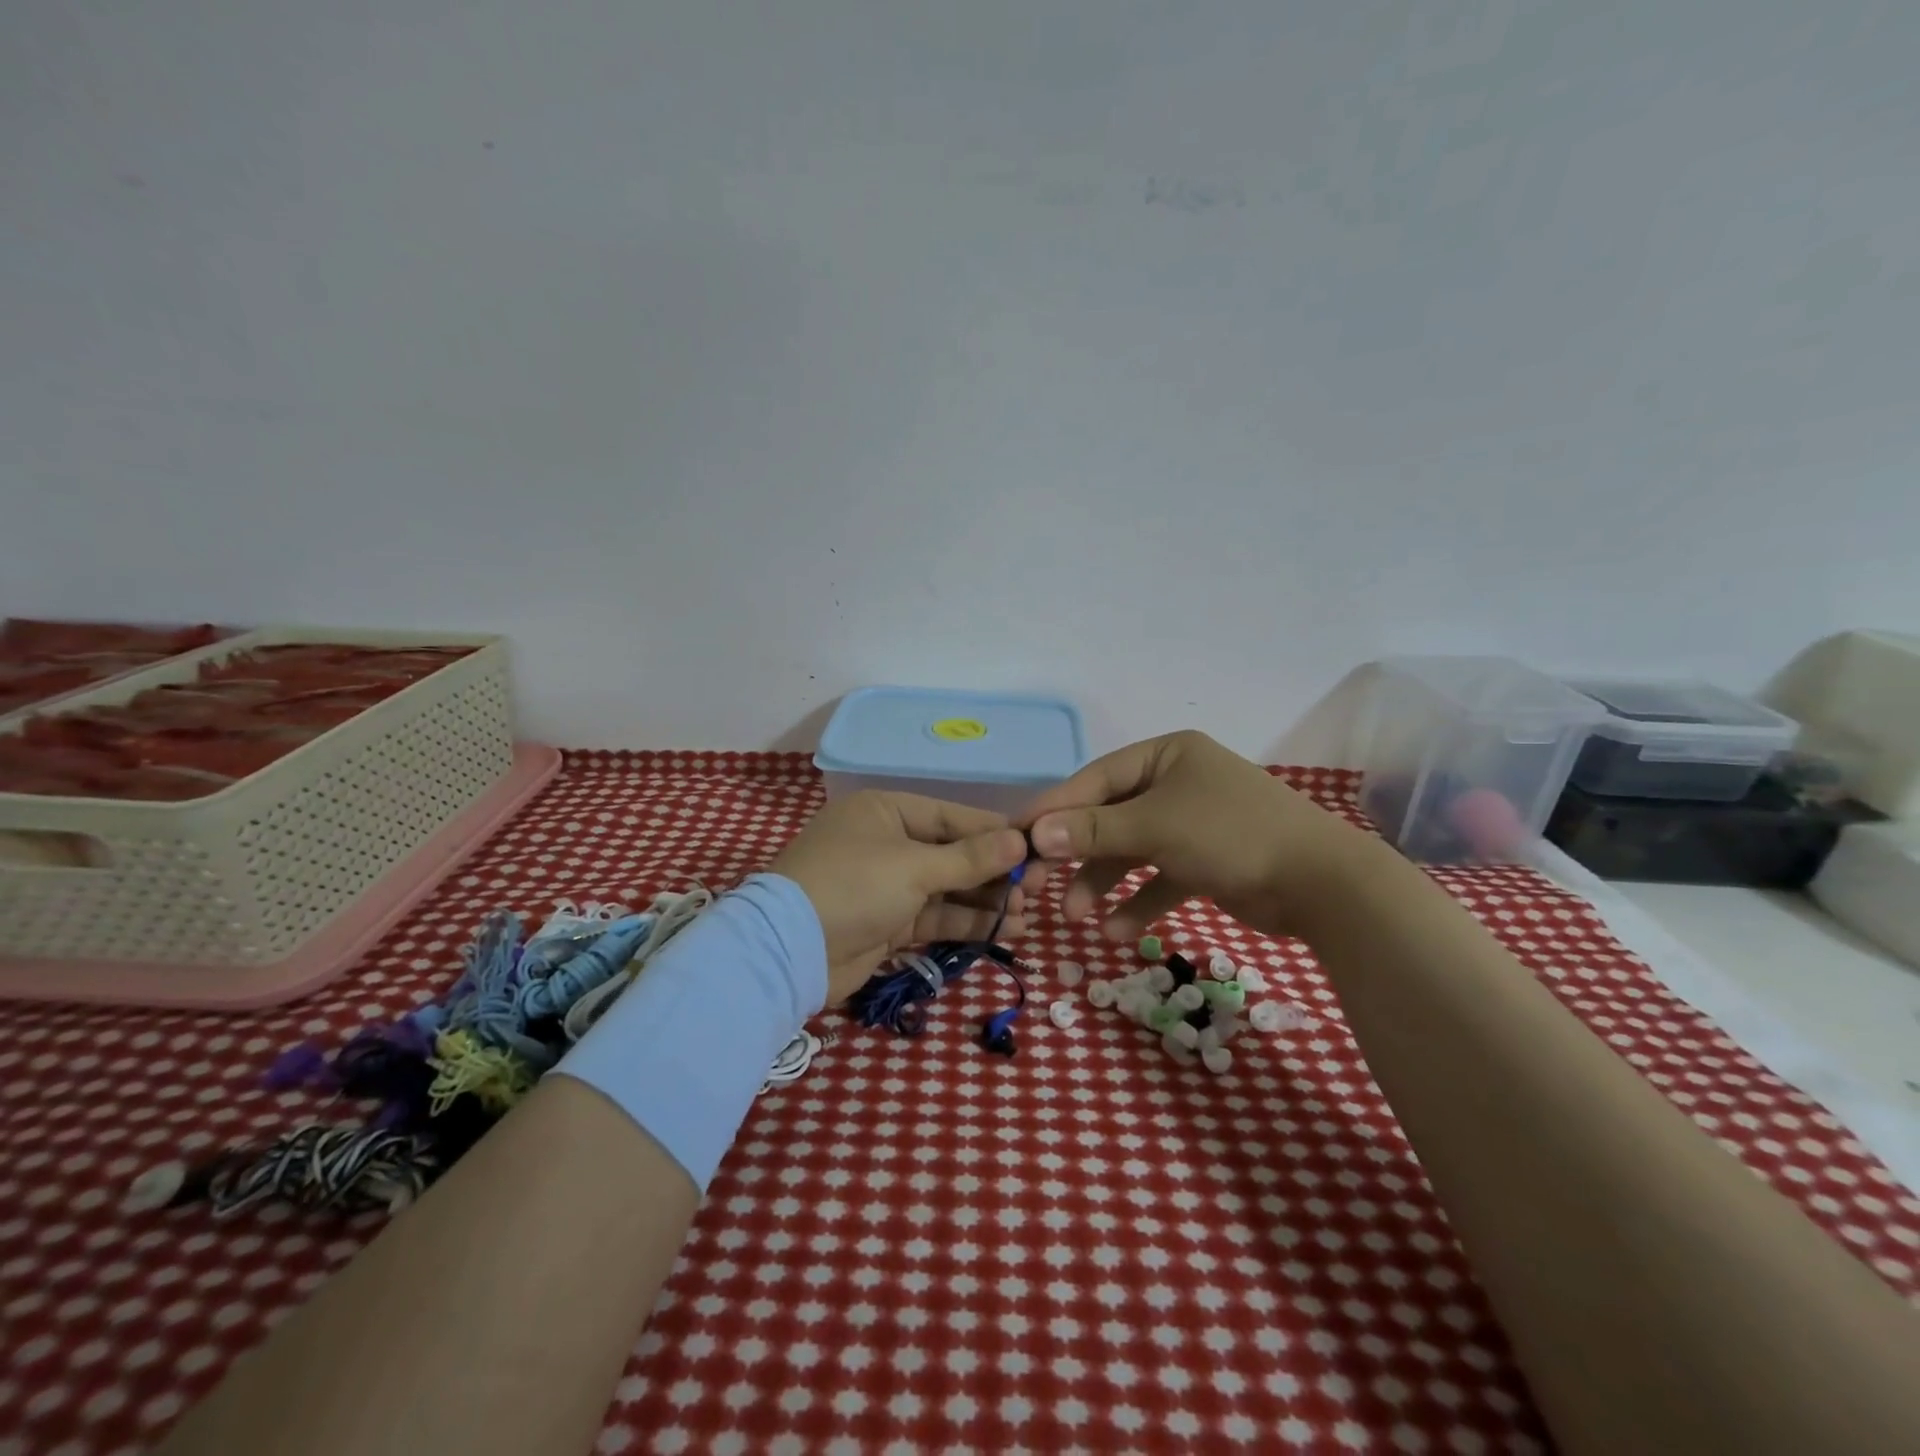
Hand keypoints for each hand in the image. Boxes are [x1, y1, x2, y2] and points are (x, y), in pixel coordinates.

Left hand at [769, 790, 1029, 1001]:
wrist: (788, 951)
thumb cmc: (853, 887)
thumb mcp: (914, 867)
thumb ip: (970, 857)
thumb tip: (1021, 839)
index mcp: (886, 811)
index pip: (952, 817)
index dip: (995, 833)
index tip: (1036, 849)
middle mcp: (886, 843)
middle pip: (952, 853)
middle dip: (992, 873)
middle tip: (1034, 890)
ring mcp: (885, 885)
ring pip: (945, 888)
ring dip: (983, 901)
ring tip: (1024, 915)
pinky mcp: (886, 923)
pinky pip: (933, 916)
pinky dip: (964, 923)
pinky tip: (1001, 931)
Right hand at [1019, 730, 1368, 941]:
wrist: (1322, 884)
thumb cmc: (1230, 834)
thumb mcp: (1155, 826)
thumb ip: (1093, 830)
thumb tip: (1034, 833)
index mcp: (1166, 755)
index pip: (1095, 780)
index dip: (1054, 808)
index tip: (1015, 836)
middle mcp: (1176, 783)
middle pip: (1110, 817)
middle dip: (1077, 854)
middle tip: (1037, 886)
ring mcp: (1191, 823)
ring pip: (1131, 852)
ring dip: (1103, 883)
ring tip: (1077, 917)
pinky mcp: (1205, 861)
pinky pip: (1160, 878)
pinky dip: (1139, 902)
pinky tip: (1119, 931)